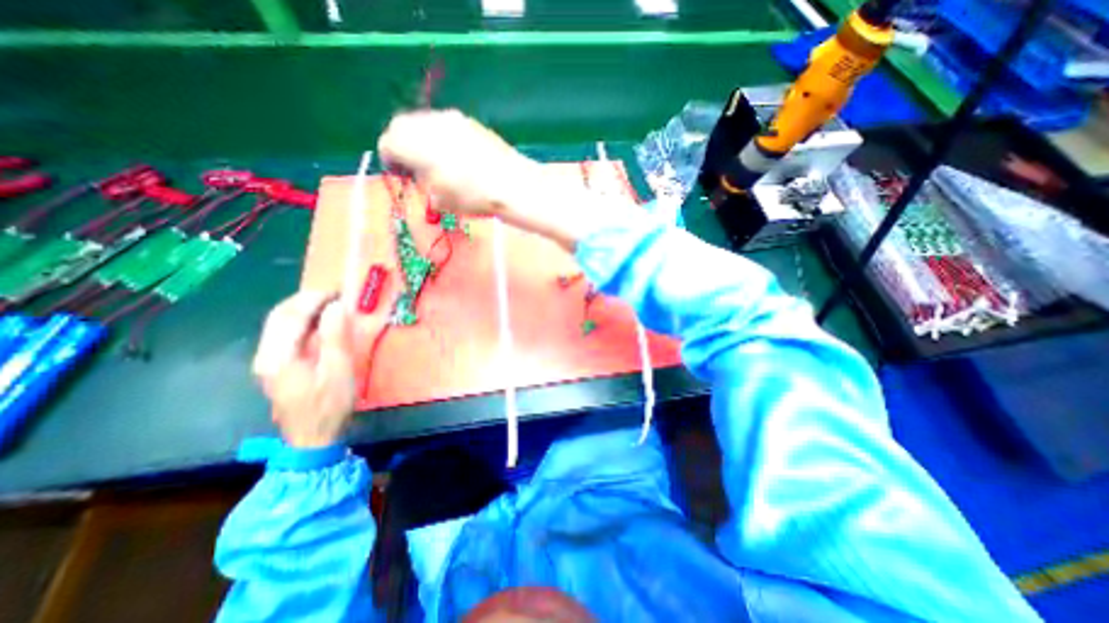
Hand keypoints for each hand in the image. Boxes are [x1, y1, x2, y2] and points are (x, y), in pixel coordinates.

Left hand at [252, 293, 351, 447]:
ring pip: (279, 324)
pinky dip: (301, 322)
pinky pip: (284, 335)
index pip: (292, 315)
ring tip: (328, 303)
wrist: (313, 437)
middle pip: (279, 316)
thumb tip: (336, 306)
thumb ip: (335, 336)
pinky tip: (318, 323)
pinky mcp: (276, 367)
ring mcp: (268, 362)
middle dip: (305, 299)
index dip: (314, 298)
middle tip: (333, 293)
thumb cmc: (329, 404)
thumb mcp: (339, 370)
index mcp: (279, 356)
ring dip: (302, 309)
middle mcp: (266, 355)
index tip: (338, 290)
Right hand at [374, 109, 597, 250]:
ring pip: (423, 122)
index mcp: (416, 144)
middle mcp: (429, 124)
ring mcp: (450, 119)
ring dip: (421, 137)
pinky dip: (440, 135)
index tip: (399, 172)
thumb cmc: (474, 197)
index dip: (390, 158)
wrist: (512, 184)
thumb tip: (420, 176)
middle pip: (402, 126)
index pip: (389, 142)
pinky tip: (455, 154)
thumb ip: (423, 184)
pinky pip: (444, 124)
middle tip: (414, 165)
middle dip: (402, 143)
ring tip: (435, 160)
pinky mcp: (469, 121)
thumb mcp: (442, 199)